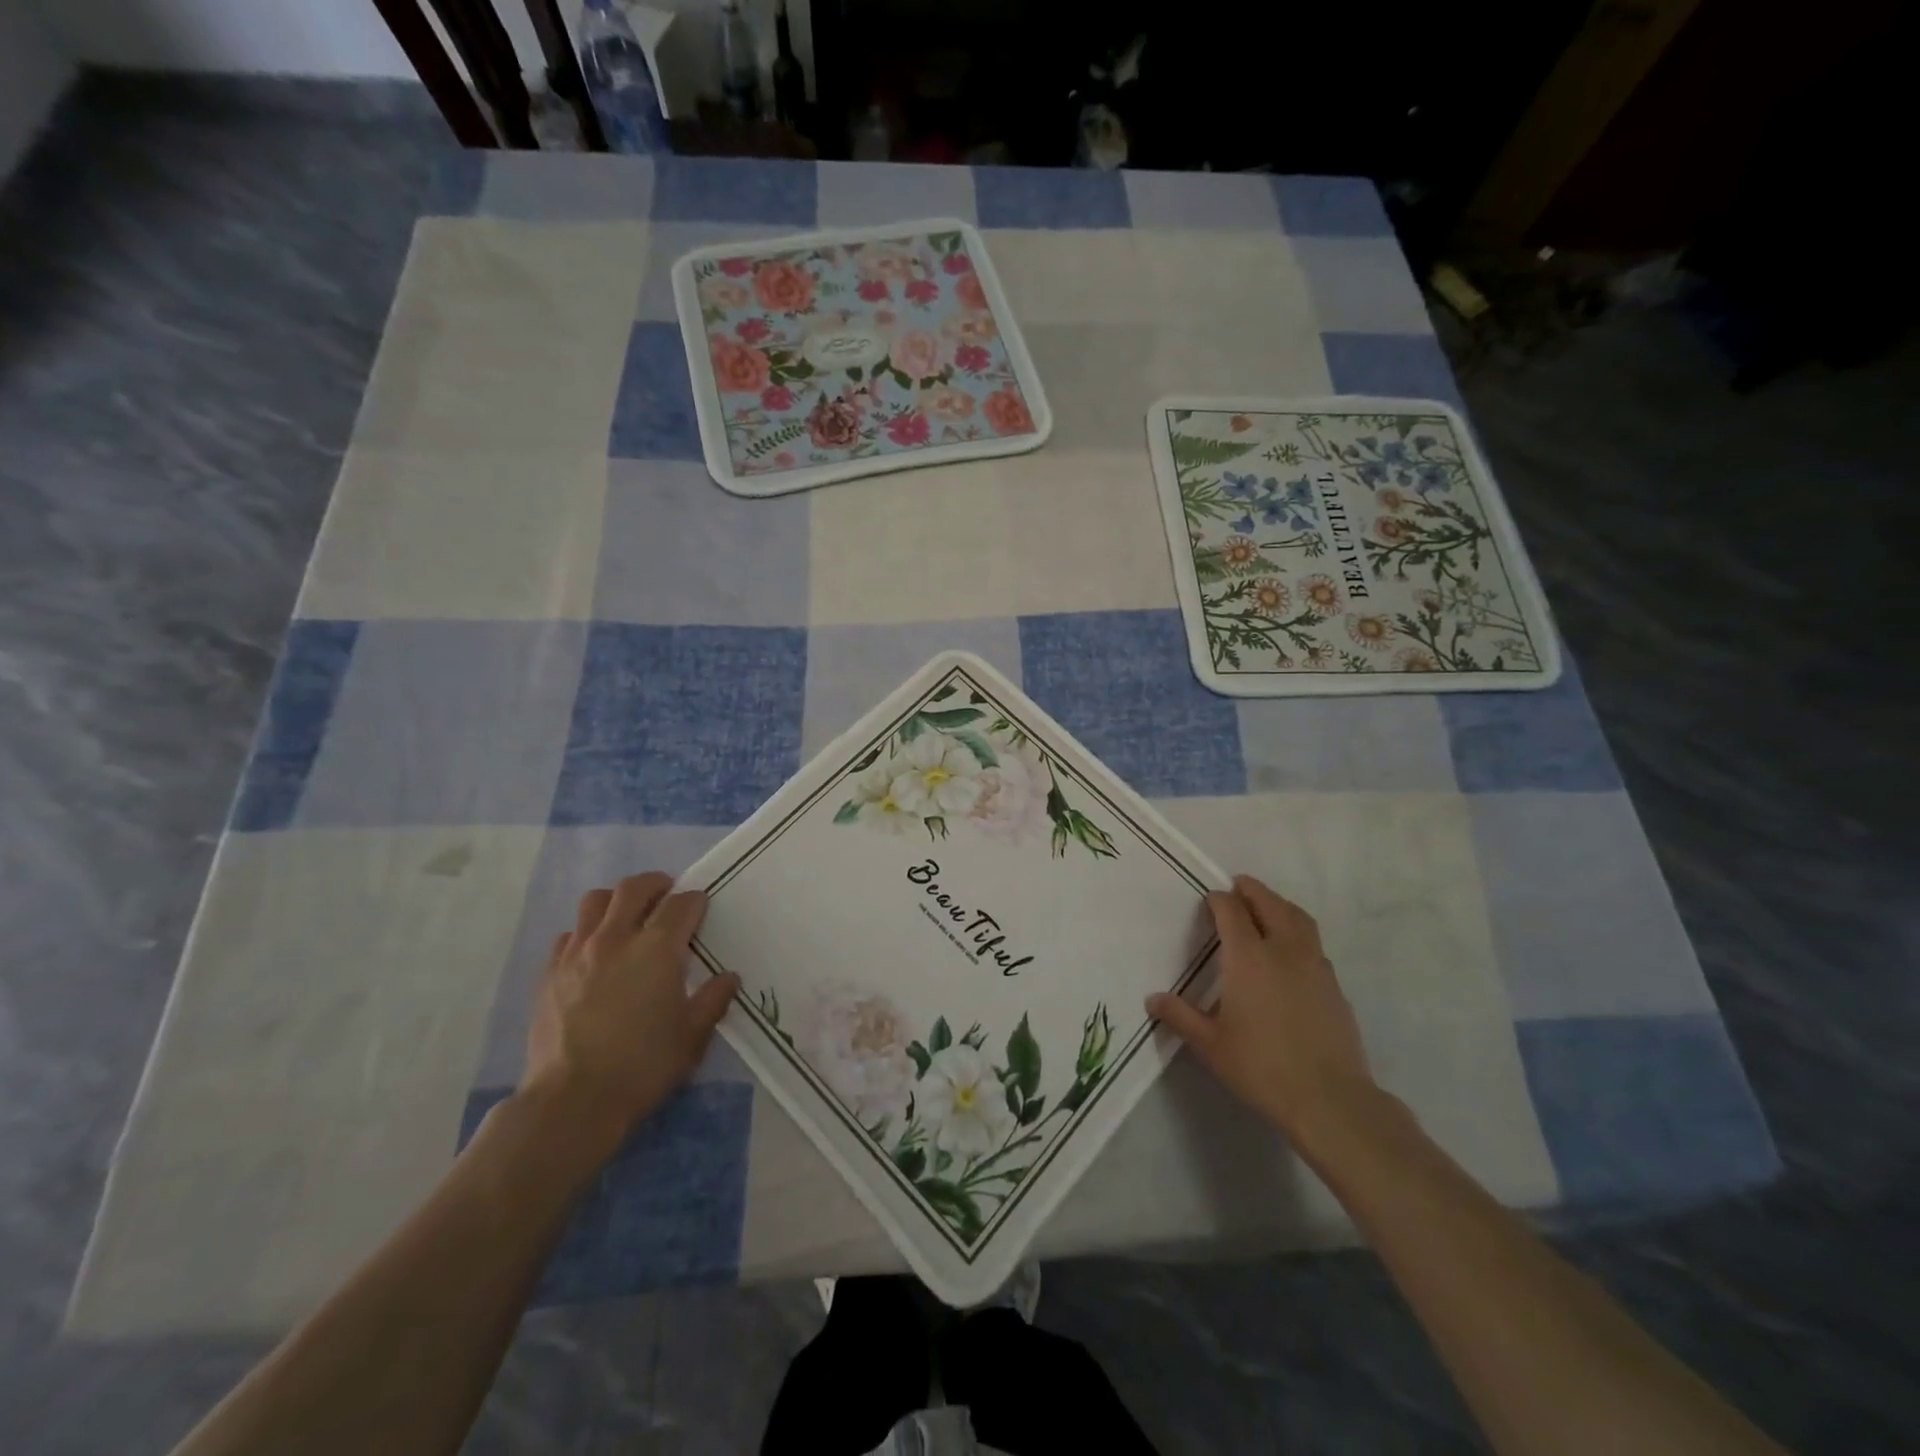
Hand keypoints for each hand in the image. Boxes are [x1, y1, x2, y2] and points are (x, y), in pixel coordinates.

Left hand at [518, 872, 739, 1160]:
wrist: (572, 1102)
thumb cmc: (642, 1067)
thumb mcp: (692, 1036)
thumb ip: (713, 999)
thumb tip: (728, 977)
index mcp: (657, 948)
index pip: (682, 904)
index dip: (696, 902)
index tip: (701, 910)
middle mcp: (616, 938)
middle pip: (635, 888)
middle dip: (657, 885)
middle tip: (668, 897)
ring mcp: (577, 952)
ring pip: (595, 900)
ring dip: (617, 901)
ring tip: (627, 918)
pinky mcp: (549, 972)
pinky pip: (569, 935)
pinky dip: (586, 933)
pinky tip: (594, 955)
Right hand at [1147, 875, 1374, 1142]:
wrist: (1329, 1099)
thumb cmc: (1260, 1067)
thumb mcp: (1210, 1044)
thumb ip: (1180, 1016)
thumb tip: (1153, 999)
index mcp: (1248, 957)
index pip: (1231, 911)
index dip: (1218, 900)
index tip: (1209, 900)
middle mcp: (1282, 950)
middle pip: (1269, 904)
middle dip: (1252, 890)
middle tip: (1238, 886)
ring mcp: (1314, 966)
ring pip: (1298, 918)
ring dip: (1279, 905)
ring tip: (1267, 908)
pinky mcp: (1334, 985)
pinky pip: (1313, 944)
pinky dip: (1298, 933)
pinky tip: (1290, 953)